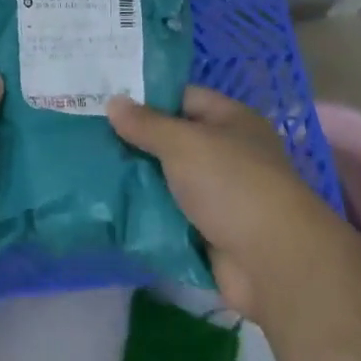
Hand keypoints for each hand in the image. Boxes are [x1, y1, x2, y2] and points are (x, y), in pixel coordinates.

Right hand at [109, 86, 340, 319]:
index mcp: (230, 120)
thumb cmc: (232, 184)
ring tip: (89, 168)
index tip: (105, 99)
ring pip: (167, 179)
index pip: (182, 97)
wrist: (273, 263)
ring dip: (137, 179)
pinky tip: (109, 206)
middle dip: (135, 141)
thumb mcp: (183, 143)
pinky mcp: (208, 232)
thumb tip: (113, 102)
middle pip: (172, 140)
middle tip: (87, 135)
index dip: (146, 97)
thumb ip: (146, 124)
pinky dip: (146, 213)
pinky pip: (169, 215)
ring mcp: (218, 195)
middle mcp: (226, 153)